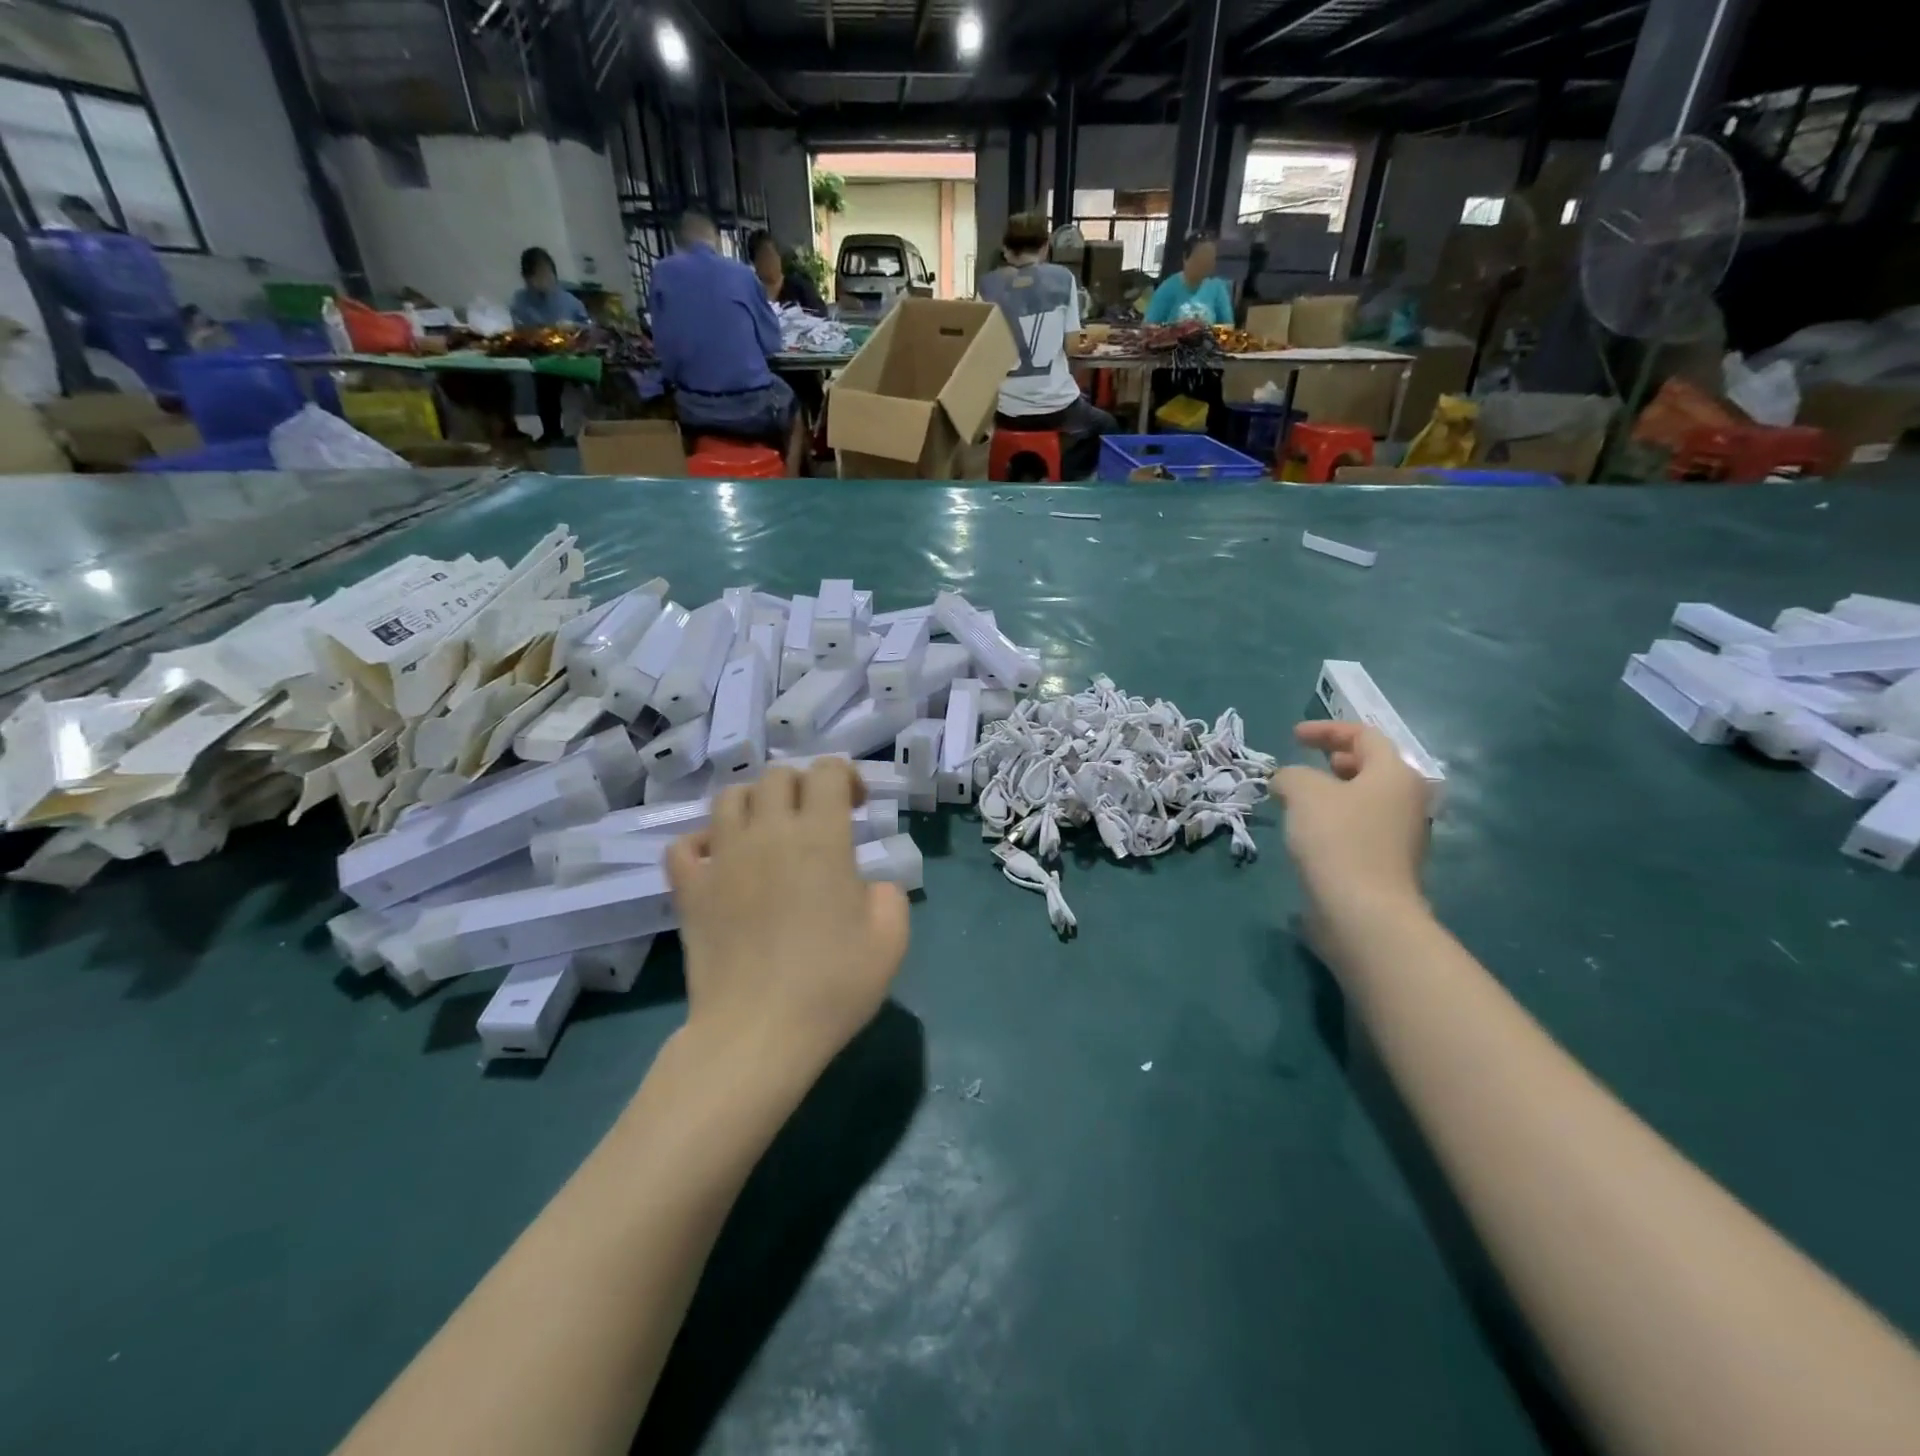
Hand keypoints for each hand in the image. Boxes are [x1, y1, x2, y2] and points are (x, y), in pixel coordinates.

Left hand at [665, 760, 909, 1083]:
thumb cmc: (832, 985)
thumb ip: (889, 895)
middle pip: (777, 776)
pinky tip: (721, 862)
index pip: (826, 771)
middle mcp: (768, 833)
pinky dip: (703, 843)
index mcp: (820, 837)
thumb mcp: (891, 939)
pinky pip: (685, 845)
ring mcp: (722, 858)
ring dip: (755, 804)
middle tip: (817, 820)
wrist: (758, 1033)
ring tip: (768, 833)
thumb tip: (868, 885)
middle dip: (802, 786)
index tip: (857, 806)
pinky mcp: (689, 890)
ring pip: (729, 797)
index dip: (845, 776)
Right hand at [1271, 722, 1429, 922]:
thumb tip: (1288, 782)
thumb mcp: (1303, 792)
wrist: (1364, 912)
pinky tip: (1311, 833)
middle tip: (1307, 763)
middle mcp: (1408, 800)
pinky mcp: (1389, 864)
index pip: (1364, 735)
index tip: (1294, 736)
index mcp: (1395, 774)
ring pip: (1366, 799)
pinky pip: (1362, 827)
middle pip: (1372, 767)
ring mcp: (1404, 835)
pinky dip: (1337, 820)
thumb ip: (1291, 775)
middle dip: (1336, 760)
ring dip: (1334, 793)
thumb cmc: (1338, 840)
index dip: (1327, 730)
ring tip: (1301, 799)